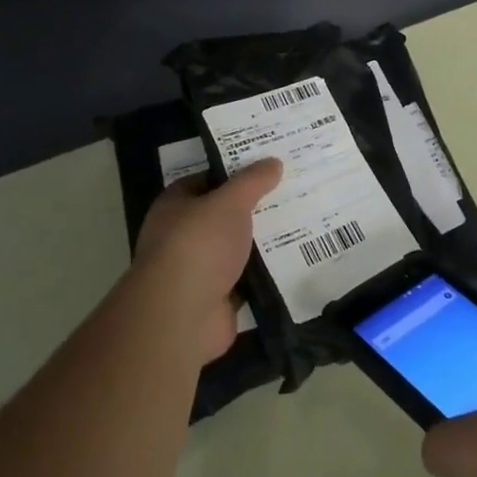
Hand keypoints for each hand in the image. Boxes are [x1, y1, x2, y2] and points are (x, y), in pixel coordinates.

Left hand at [135, 159, 281, 365]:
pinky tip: (295, 261)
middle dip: (253, 208)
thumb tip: (273, 162)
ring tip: (301, 223)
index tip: (267, 167)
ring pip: (237, 249)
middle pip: (223, 216)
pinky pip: (247, 280)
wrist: (183, 315)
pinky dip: (266, 274)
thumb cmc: (199, 245)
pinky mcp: (217, 299)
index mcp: (175, 206)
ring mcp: (199, 271)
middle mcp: (182, 236)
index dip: (234, 173)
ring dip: (262, 242)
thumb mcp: (229, 202)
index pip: (206, 181)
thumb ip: (252, 182)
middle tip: (291, 193)